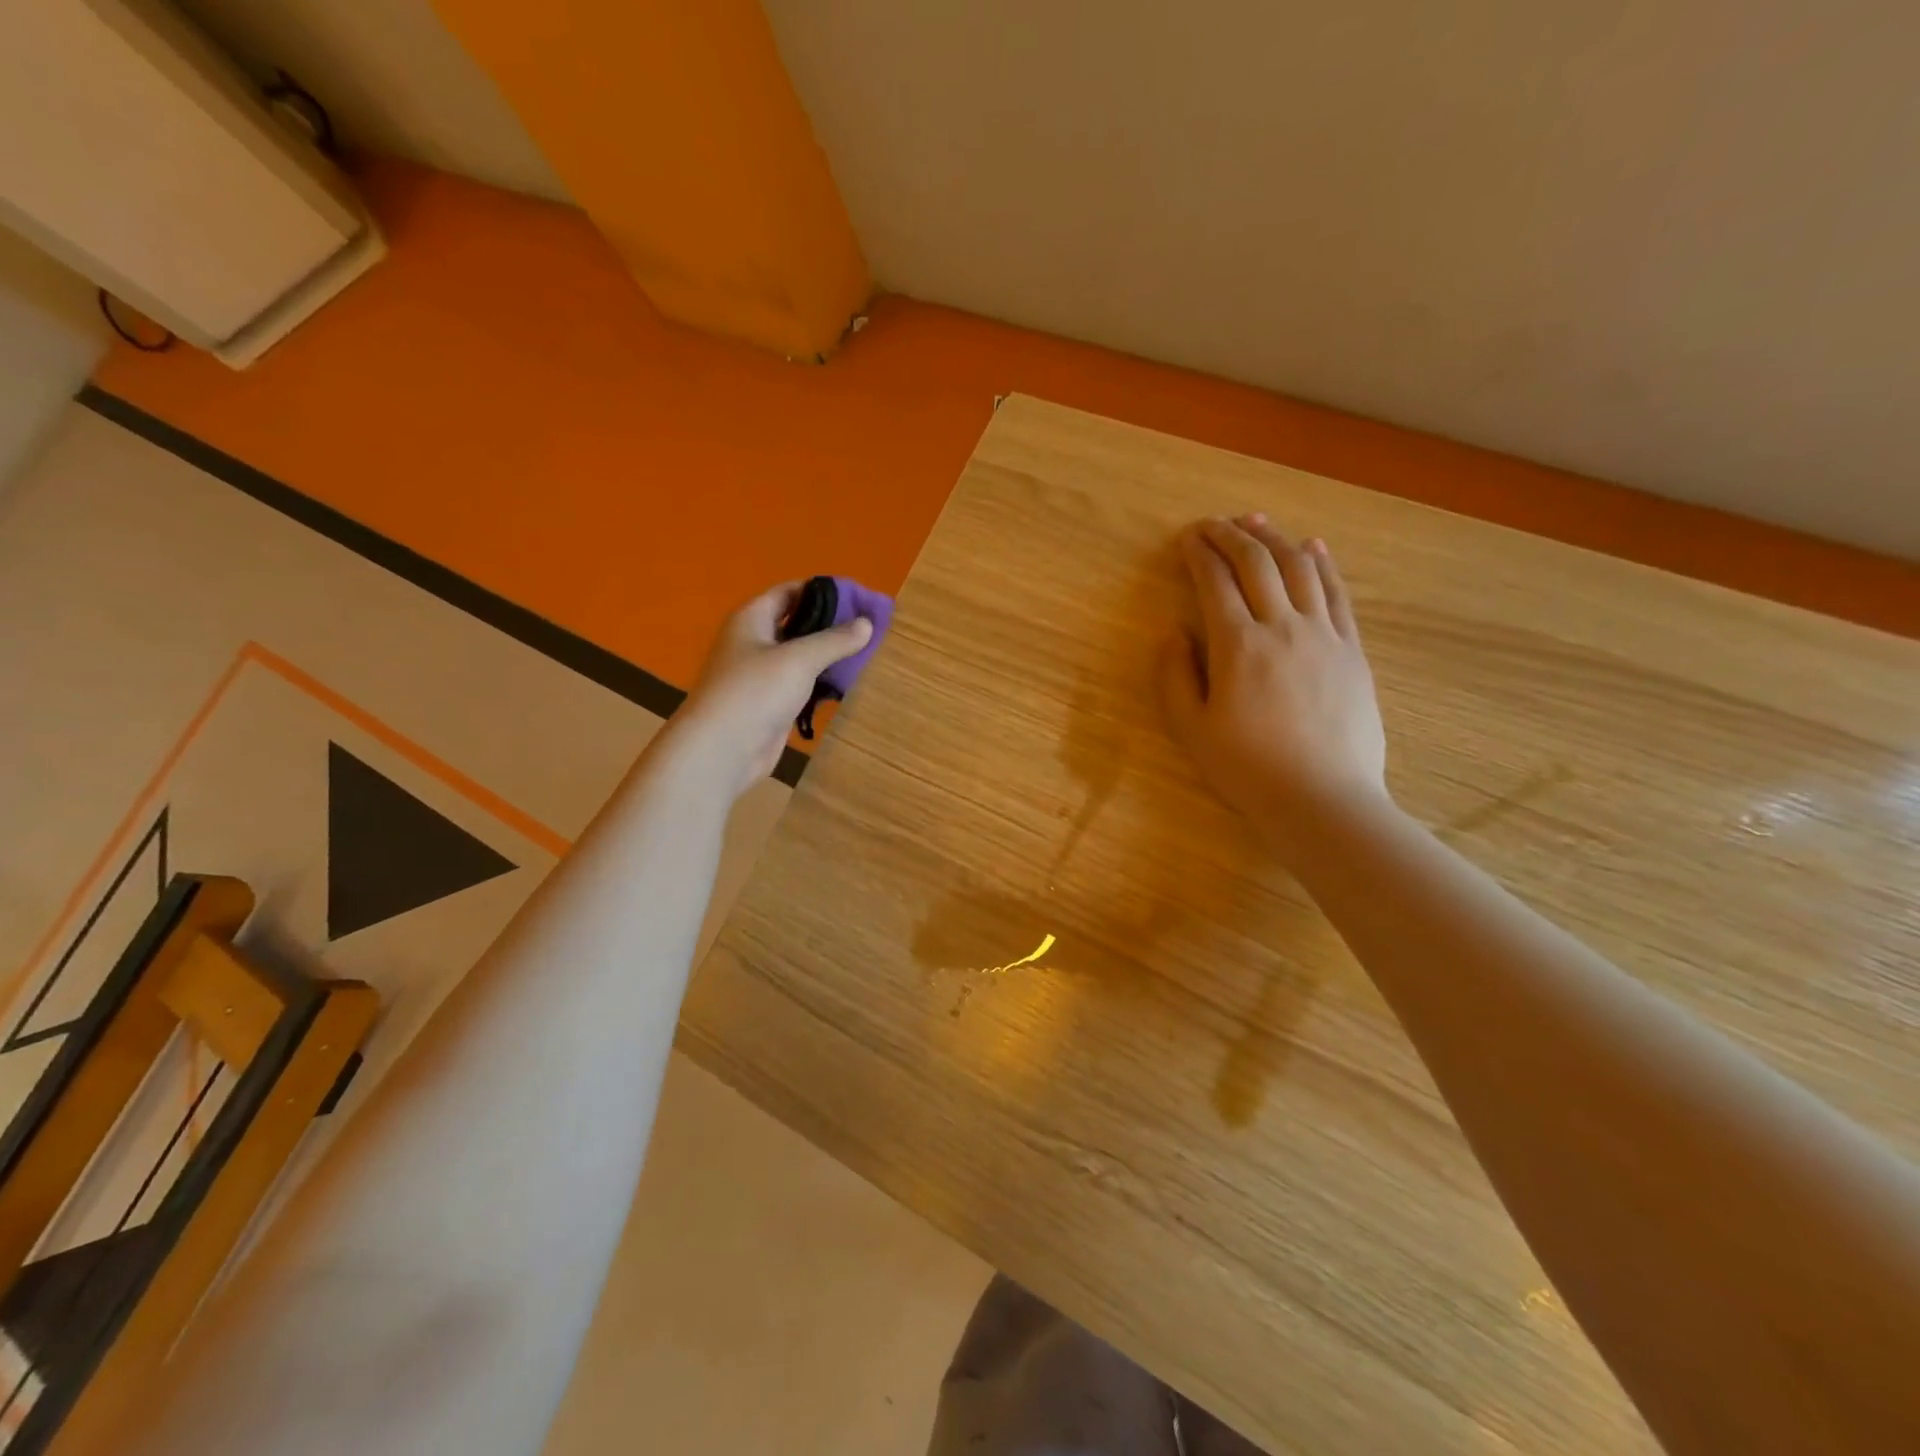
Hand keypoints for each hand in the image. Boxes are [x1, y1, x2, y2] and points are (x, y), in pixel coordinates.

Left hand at [668, 583, 873, 798]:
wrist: (721, 750)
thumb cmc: (755, 692)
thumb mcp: (800, 659)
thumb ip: (835, 640)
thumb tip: (867, 623)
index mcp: (752, 619)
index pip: (789, 592)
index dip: (822, 591)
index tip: (857, 597)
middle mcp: (754, 642)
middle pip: (796, 623)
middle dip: (830, 624)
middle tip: (868, 627)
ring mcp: (760, 675)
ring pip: (800, 656)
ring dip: (827, 655)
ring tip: (865, 653)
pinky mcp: (769, 703)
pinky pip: (800, 684)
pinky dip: (820, 682)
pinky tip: (845, 684)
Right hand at [1158, 516, 1388, 862]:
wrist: (1321, 799)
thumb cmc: (1246, 768)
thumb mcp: (1190, 729)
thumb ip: (1174, 676)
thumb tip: (1174, 633)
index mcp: (1238, 645)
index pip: (1216, 582)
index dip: (1199, 553)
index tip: (1188, 539)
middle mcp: (1282, 627)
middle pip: (1258, 563)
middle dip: (1233, 535)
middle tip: (1215, 523)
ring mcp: (1324, 635)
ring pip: (1301, 568)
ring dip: (1276, 539)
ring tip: (1257, 522)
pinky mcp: (1352, 650)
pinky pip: (1337, 594)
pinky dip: (1323, 564)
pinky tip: (1313, 547)